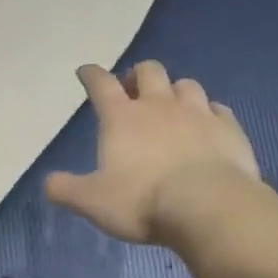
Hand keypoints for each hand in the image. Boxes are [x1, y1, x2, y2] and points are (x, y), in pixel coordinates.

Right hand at [44, 61, 260, 244]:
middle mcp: (159, 105)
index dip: (91, 75)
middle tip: (133, 90)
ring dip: (175, 91)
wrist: (207, 207)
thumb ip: (66, 190)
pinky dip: (209, 113)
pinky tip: (208, 124)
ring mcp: (198, 113)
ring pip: (186, 85)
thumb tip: (48, 183)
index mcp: (122, 118)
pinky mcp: (228, 128)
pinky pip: (218, 109)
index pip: (101, 84)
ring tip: (172, 106)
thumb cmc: (142, 201)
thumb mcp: (92, 202)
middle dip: (137, 75)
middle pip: (148, 70)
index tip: (86, 73)